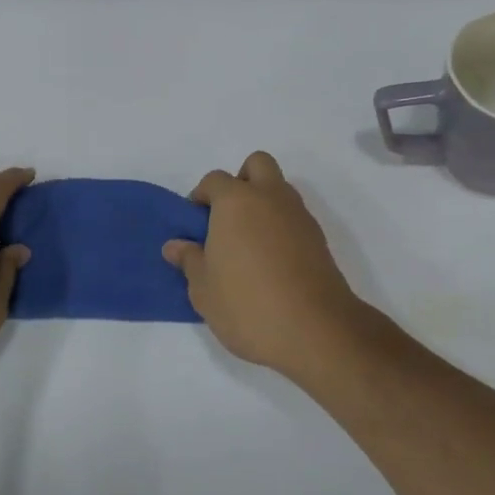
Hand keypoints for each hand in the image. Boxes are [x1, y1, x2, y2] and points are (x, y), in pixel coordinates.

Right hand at [163, 151, 368, 379]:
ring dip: (263, 204)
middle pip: (257, 165)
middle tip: (227, 219)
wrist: (314, 330)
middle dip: (241, 181)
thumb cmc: (247, 305)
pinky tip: (271, 262)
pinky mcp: (318, 238)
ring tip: (248, 246)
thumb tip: (176, 245)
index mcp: (236, 201)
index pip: (214, 180)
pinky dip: (281, 227)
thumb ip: (190, 260)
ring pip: (279, 189)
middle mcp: (270, 198)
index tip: (195, 226)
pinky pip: (294, 217)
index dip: (201, 197)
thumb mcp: (204, 289)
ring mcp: (299, 216)